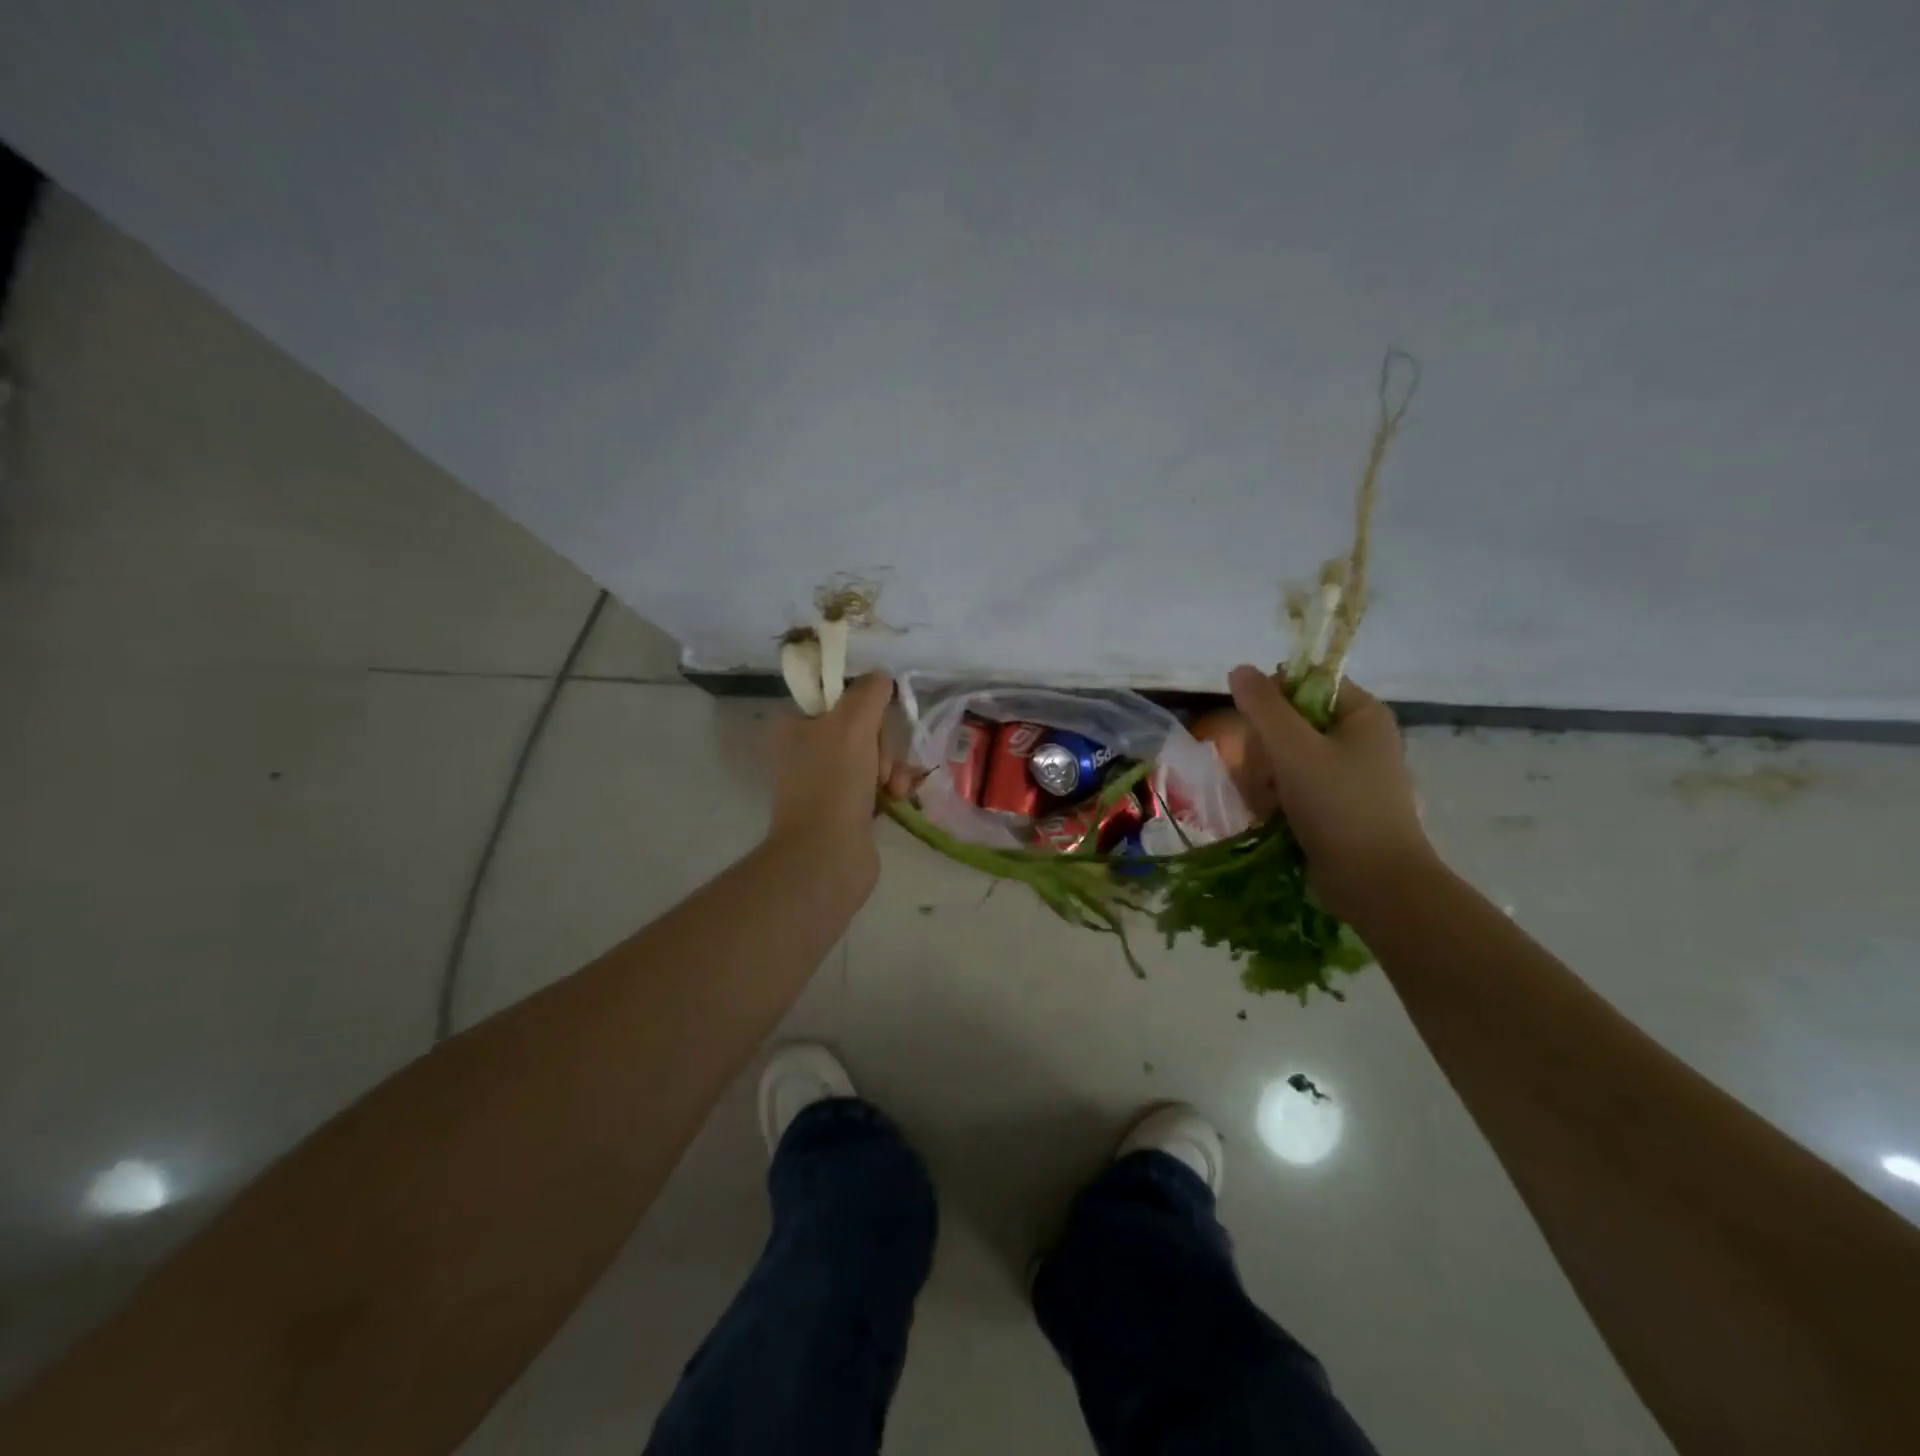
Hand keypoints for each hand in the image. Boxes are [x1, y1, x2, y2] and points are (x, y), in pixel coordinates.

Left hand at [766, 673, 902, 876]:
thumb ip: (869, 692)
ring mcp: (825, 783)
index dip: (864, 709)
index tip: (876, 723)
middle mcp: (805, 752)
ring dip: (893, 767)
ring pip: (874, 757)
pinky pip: (878, 785)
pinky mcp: (845, 810)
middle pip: (861, 729)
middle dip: (884, 744)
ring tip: (896, 787)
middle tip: (883, 765)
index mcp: (794, 727)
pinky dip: (892, 789)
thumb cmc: (833, 782)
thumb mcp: (852, 723)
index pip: (837, 699)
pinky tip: (899, 798)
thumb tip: (881, 676)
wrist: (826, 855)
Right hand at [1227, 665, 1434, 918]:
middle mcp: (1360, 739)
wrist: (1375, 883)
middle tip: (1261, 774)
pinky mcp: (1338, 807)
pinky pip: (1296, 788)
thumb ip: (1263, 706)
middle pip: (1292, 723)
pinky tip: (1270, 818)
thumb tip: (1239, 669)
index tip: (1253, 726)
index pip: (1307, 683)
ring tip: (1265, 803)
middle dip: (1266, 749)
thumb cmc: (1338, 805)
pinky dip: (1278, 800)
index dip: (1273, 698)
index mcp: (1362, 714)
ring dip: (1266, 778)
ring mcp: (1350, 776)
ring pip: (1288, 759)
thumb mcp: (1293, 749)